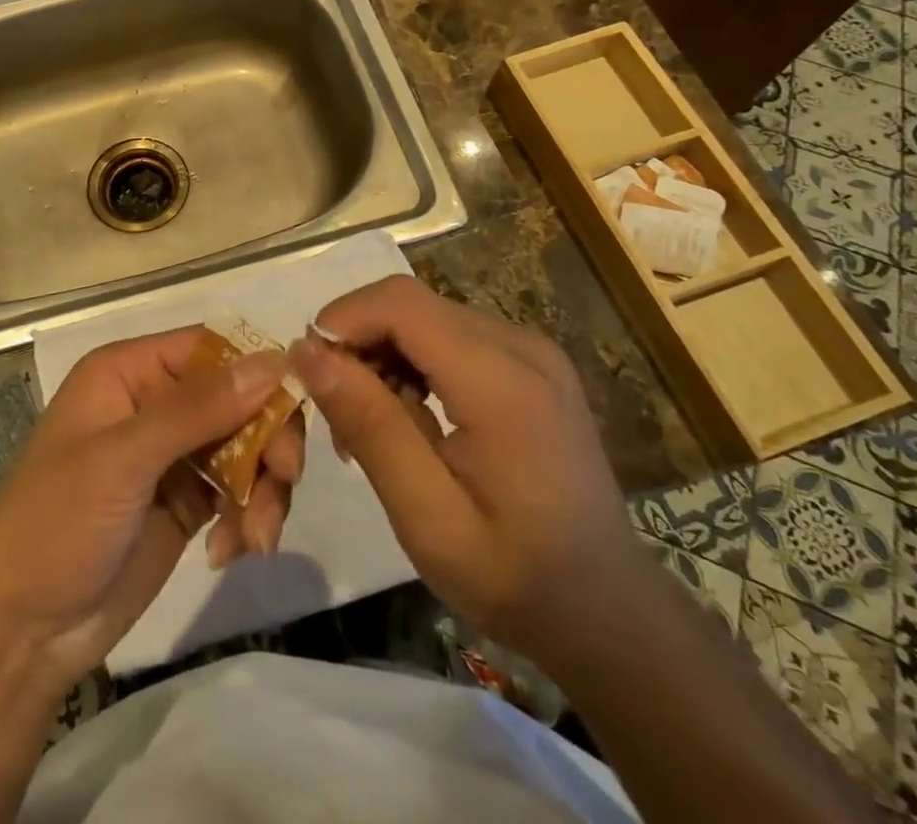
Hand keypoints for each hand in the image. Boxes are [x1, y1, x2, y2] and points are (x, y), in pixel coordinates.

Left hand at [0, 327, 305, 692]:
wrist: (20, 632)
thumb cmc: (57, 523)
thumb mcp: (124, 459)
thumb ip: (198, 409)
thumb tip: (272, 360)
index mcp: (130, 371)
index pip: (210, 349)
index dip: (255, 370)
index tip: (293, 406)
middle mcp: (155, 402)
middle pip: (237, 398)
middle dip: (267, 438)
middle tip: (285, 478)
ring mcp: (173, 454)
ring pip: (246, 446)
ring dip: (263, 488)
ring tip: (257, 537)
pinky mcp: (187, 501)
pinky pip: (239, 491)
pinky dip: (248, 517)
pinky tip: (230, 552)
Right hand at [288, 276, 640, 656]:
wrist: (609, 612)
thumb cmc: (515, 577)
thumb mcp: (428, 517)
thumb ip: (370, 425)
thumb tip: (308, 352)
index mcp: (501, 381)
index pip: (401, 303)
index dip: (343, 319)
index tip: (307, 371)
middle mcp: (521, 346)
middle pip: (411, 305)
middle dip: (358, 342)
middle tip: (337, 413)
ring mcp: (531, 351)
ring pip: (426, 316)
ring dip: (383, 353)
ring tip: (369, 424)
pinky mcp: (530, 364)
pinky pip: (451, 336)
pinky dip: (413, 361)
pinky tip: (408, 415)